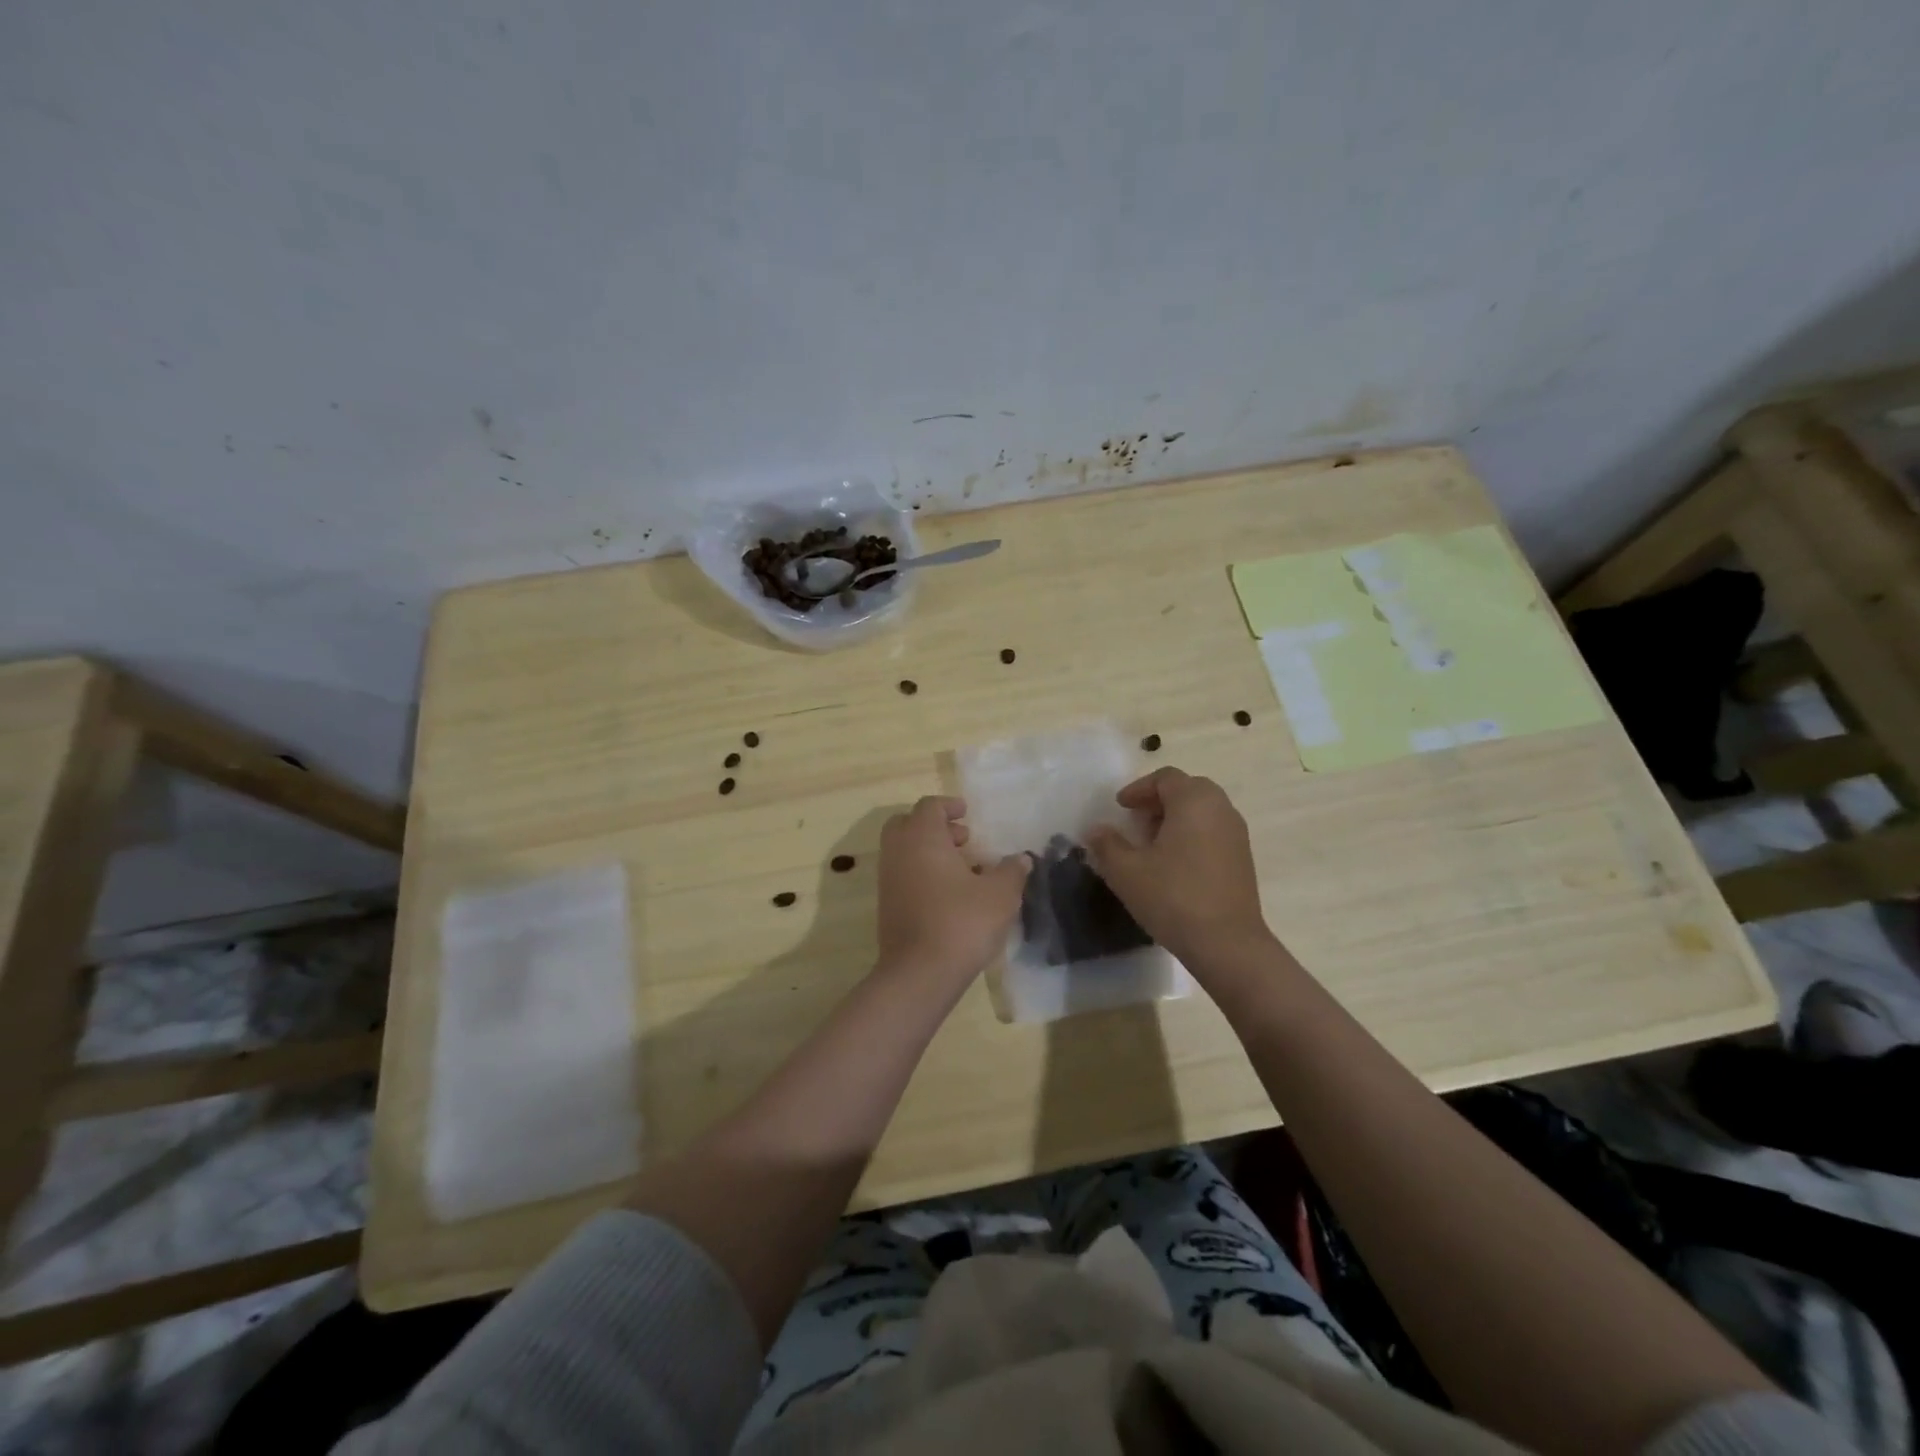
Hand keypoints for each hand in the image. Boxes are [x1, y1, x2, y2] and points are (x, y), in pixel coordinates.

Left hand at [875, 797, 1029, 999]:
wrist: (919, 973)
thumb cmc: (962, 921)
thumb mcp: (1000, 894)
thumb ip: (1012, 871)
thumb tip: (1021, 858)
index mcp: (922, 837)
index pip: (930, 806)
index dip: (949, 806)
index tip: (967, 813)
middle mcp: (898, 852)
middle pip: (908, 824)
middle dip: (934, 827)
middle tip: (963, 840)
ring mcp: (888, 880)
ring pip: (904, 852)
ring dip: (929, 853)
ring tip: (964, 871)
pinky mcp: (886, 906)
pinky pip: (903, 876)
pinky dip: (922, 874)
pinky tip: (950, 896)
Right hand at [1084, 767, 1273, 967]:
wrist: (1227, 944)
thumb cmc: (1173, 897)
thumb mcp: (1126, 871)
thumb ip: (1106, 844)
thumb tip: (1096, 830)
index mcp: (1194, 801)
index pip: (1165, 778)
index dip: (1138, 789)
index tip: (1120, 808)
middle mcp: (1221, 809)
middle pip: (1187, 790)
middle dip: (1158, 801)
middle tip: (1136, 821)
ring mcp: (1237, 834)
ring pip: (1202, 811)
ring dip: (1175, 818)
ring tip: (1151, 844)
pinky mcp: (1243, 859)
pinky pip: (1213, 832)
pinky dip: (1192, 835)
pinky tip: (1174, 865)